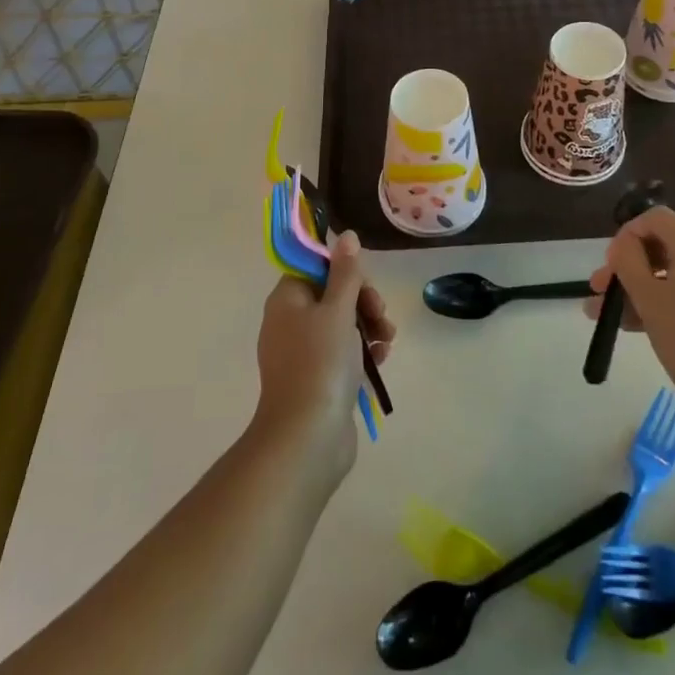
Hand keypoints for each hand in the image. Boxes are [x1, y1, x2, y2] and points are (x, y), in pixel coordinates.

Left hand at [253, 231, 394, 488]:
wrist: (307, 437)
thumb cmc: (320, 363)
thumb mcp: (338, 309)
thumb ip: (346, 272)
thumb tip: (347, 237)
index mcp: (287, 300)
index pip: (316, 268)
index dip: (344, 272)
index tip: (364, 286)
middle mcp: (289, 323)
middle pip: (332, 295)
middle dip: (363, 301)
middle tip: (380, 315)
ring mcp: (302, 354)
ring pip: (341, 324)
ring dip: (369, 326)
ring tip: (388, 340)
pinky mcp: (317, 380)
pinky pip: (343, 353)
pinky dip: (363, 351)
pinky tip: (382, 357)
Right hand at [586, 207, 674, 403]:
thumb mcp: (648, 297)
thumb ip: (627, 261)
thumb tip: (623, 245)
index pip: (655, 218)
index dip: (626, 235)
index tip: (609, 265)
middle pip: (663, 246)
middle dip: (627, 267)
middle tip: (599, 291)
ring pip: (673, 274)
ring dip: (638, 289)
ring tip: (606, 316)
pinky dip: (662, 302)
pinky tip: (633, 325)